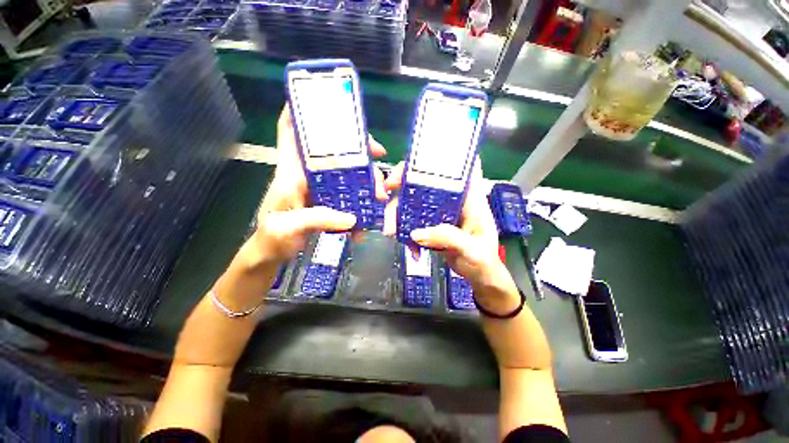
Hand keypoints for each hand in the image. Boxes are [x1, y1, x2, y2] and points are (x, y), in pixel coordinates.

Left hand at [251, 104, 388, 262]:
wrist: (272, 254)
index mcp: (291, 172)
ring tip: (381, 191)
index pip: (290, 131)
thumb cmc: (272, 238)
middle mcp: (307, 174)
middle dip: (357, 148)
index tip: (325, 101)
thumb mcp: (288, 228)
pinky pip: (349, 192)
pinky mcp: (328, 201)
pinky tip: (371, 209)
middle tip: (380, 154)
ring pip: (345, 171)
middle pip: (332, 150)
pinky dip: (362, 198)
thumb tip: (352, 218)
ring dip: (366, 177)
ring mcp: (319, 188)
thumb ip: (317, 219)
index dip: (301, 111)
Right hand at [382, 159, 514, 298]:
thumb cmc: (484, 261)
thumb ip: (448, 238)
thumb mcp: (472, 250)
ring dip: (399, 214)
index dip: (433, 160)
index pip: (453, 169)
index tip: (409, 166)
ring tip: (391, 232)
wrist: (480, 278)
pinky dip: (406, 232)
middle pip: (425, 182)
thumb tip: (415, 233)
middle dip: (403, 185)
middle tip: (385, 194)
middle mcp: (453, 200)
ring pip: (414, 202)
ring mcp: (440, 212)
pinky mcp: (432, 225)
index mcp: (470, 198)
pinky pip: (413, 221)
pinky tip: (410, 249)